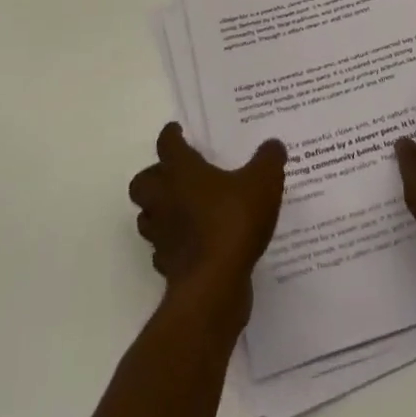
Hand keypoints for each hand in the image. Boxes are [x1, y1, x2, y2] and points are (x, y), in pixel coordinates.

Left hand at [129, 123, 286, 313]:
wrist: (214, 286)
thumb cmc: (234, 221)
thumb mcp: (263, 181)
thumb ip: (268, 159)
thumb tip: (273, 145)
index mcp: (182, 171)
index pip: (168, 144)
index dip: (171, 135)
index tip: (176, 130)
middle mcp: (164, 199)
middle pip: (143, 182)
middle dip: (154, 176)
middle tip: (175, 174)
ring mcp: (162, 234)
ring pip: (147, 216)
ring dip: (159, 210)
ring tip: (182, 208)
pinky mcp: (167, 265)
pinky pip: (163, 248)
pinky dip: (172, 243)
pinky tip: (193, 243)